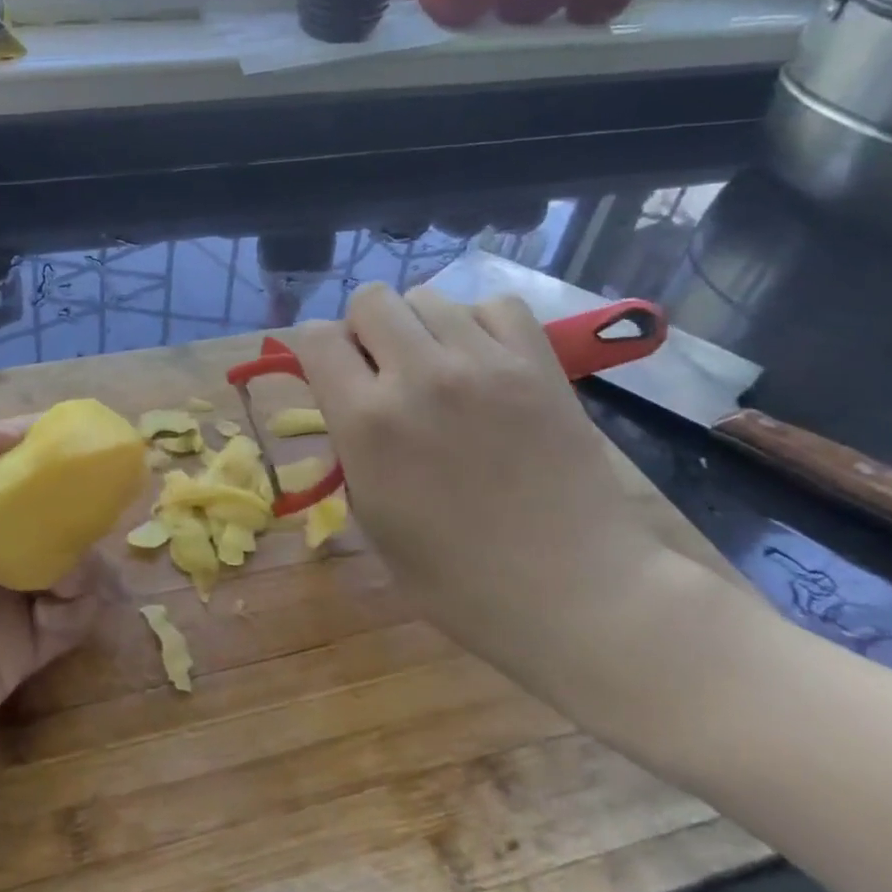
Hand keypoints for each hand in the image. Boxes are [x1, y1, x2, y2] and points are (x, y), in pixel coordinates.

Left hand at [0, 415, 100, 832]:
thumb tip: (20, 433)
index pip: (6, 460)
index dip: (45, 445)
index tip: (85, 438)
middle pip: (47, 510)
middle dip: (78, 500)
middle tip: (102, 500)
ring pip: (68, 562)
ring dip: (85, 555)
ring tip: (73, 566)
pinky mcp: (16, 655)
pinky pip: (70, 619)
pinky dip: (82, 604)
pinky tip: (65, 603)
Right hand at [286, 284, 690, 702]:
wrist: (576, 594)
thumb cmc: (458, 579)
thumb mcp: (371, 519)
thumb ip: (350, 445)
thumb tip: (347, 400)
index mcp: (368, 421)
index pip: (316, 337)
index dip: (315, 350)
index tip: (331, 374)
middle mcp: (419, 376)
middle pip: (371, 298)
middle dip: (366, 329)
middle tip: (385, 370)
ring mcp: (484, 364)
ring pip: (428, 296)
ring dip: (420, 327)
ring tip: (440, 368)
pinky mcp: (539, 364)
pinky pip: (495, 306)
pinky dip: (480, 324)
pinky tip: (485, 363)